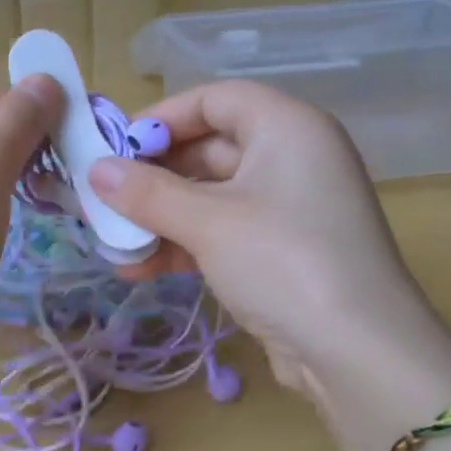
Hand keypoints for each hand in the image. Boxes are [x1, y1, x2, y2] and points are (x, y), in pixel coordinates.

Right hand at [88, 81, 450, 439]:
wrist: (356, 351)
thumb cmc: (282, 261)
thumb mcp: (207, 222)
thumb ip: (147, 192)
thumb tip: (94, 170)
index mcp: (287, 127)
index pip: (215, 99)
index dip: (162, 118)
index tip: (116, 148)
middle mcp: (293, 158)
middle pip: (210, 148)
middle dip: (154, 176)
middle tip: (105, 200)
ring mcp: (290, 208)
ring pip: (212, 196)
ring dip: (162, 217)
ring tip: (115, 243)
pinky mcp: (283, 251)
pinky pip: (224, 231)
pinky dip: (185, 244)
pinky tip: (141, 268)